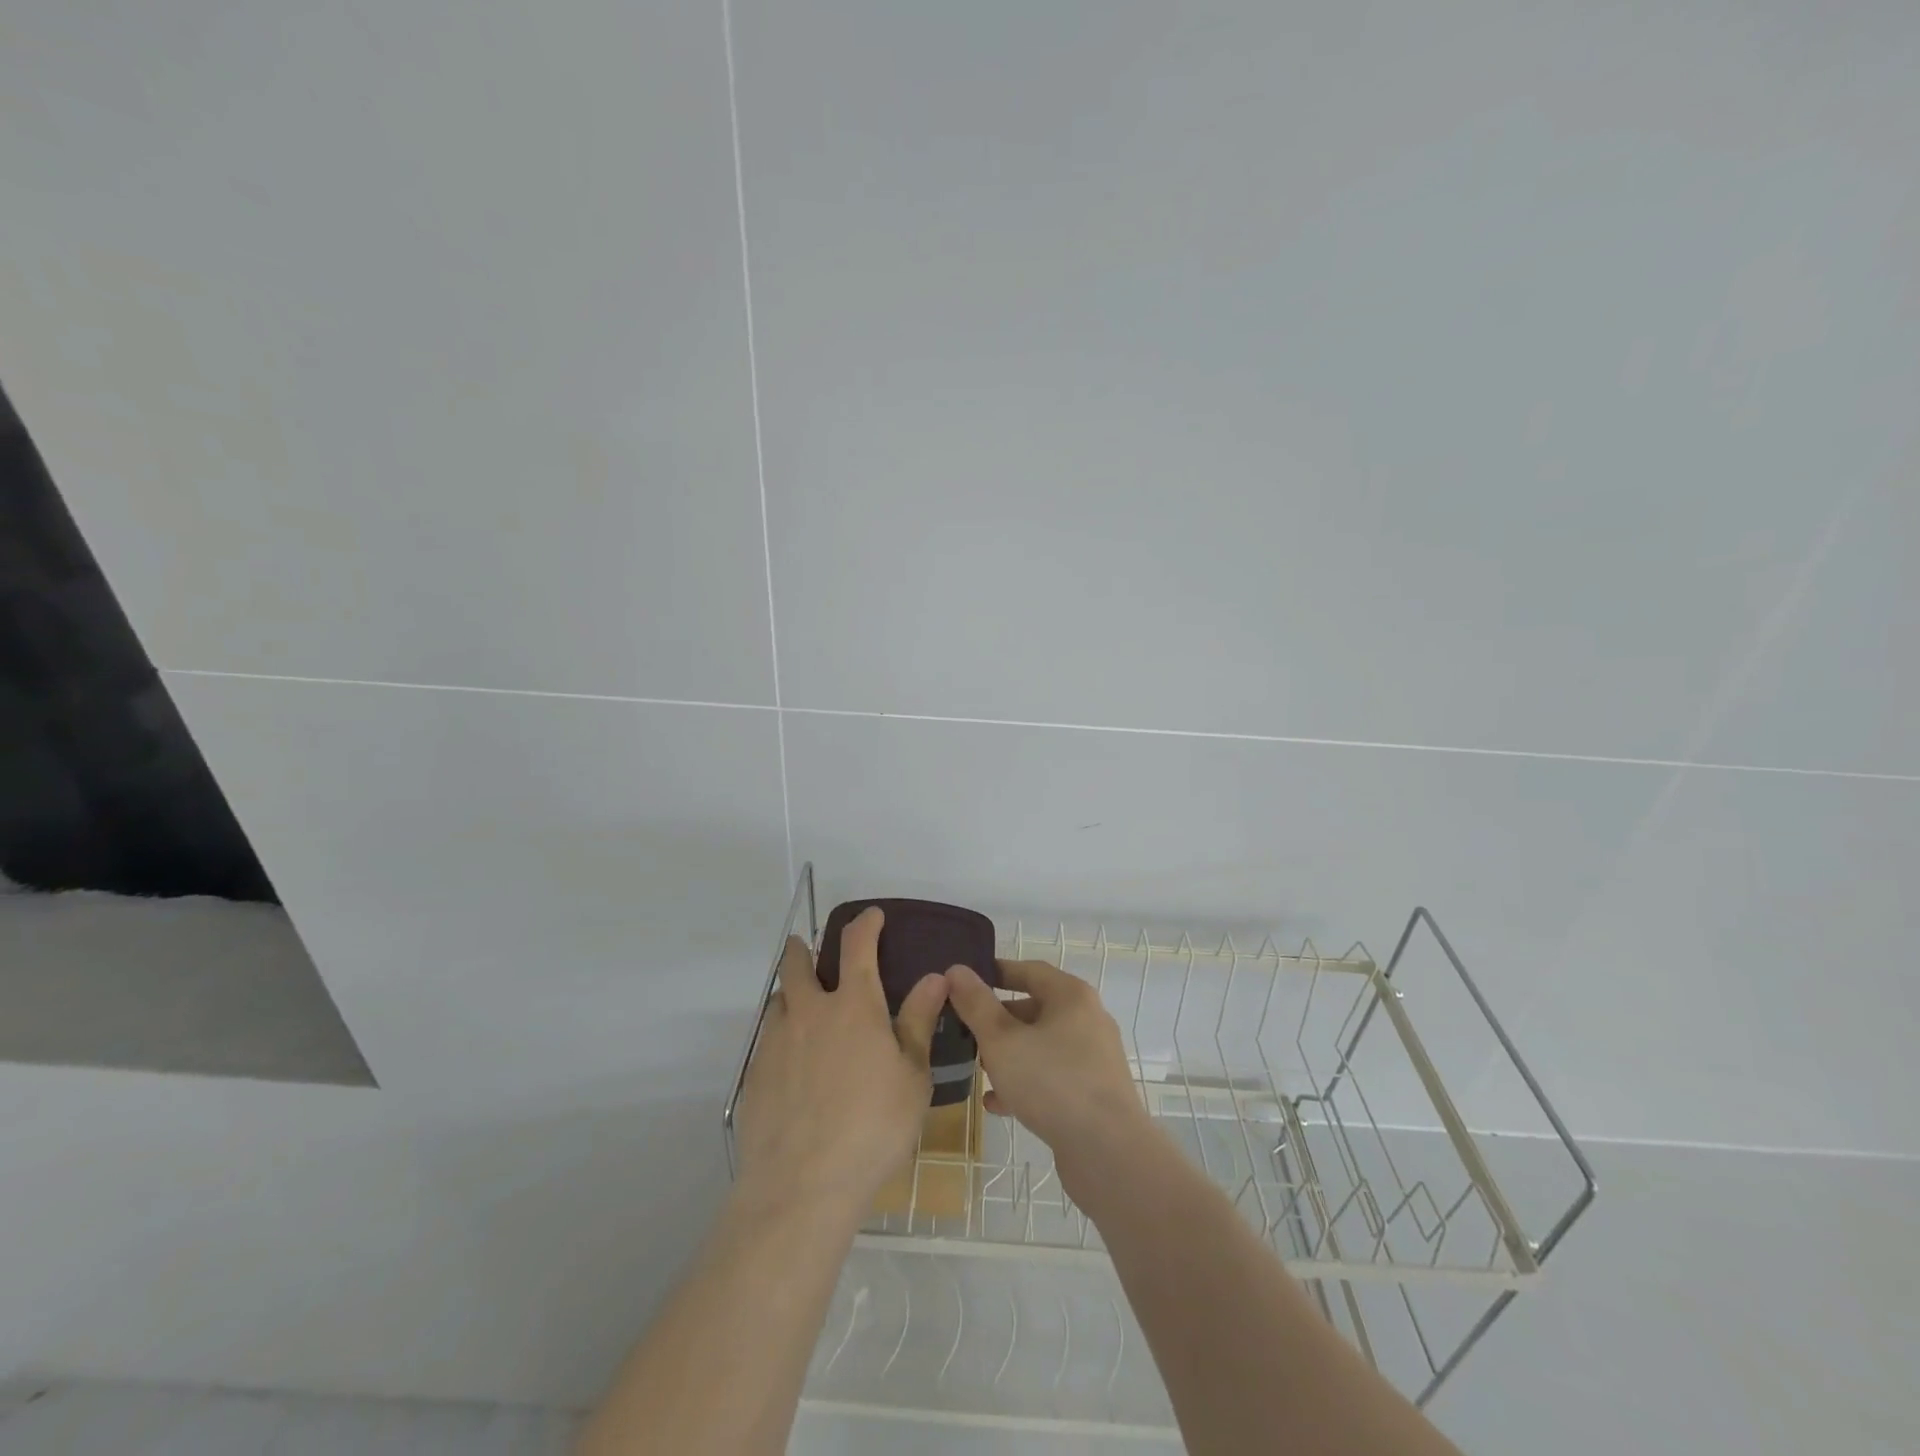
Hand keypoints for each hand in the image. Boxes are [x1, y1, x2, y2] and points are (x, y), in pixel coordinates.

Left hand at [735, 907, 948, 1221]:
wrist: (801, 1185)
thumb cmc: (873, 1128)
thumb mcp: (912, 1077)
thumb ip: (917, 1022)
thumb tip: (934, 977)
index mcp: (853, 1006)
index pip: (857, 945)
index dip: (865, 923)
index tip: (872, 916)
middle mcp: (809, 1011)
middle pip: (797, 963)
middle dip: (802, 949)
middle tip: (808, 949)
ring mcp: (776, 1041)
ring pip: (779, 1000)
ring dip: (791, 994)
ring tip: (805, 1011)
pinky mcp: (754, 1073)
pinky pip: (767, 1038)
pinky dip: (781, 1034)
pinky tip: (792, 1063)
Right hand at [944, 959, 1150, 1198]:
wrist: (1108, 1153)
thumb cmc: (1052, 1082)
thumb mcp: (1001, 1040)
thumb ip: (976, 1004)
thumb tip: (956, 970)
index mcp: (1071, 996)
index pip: (1029, 970)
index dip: (996, 972)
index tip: (965, 981)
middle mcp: (1087, 1019)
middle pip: (1036, 1008)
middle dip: (998, 1019)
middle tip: (965, 1030)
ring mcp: (1093, 1058)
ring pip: (1042, 1045)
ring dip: (1009, 1054)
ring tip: (977, 1068)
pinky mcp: (1093, 1093)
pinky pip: (1052, 1077)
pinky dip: (1025, 1083)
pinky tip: (997, 1103)